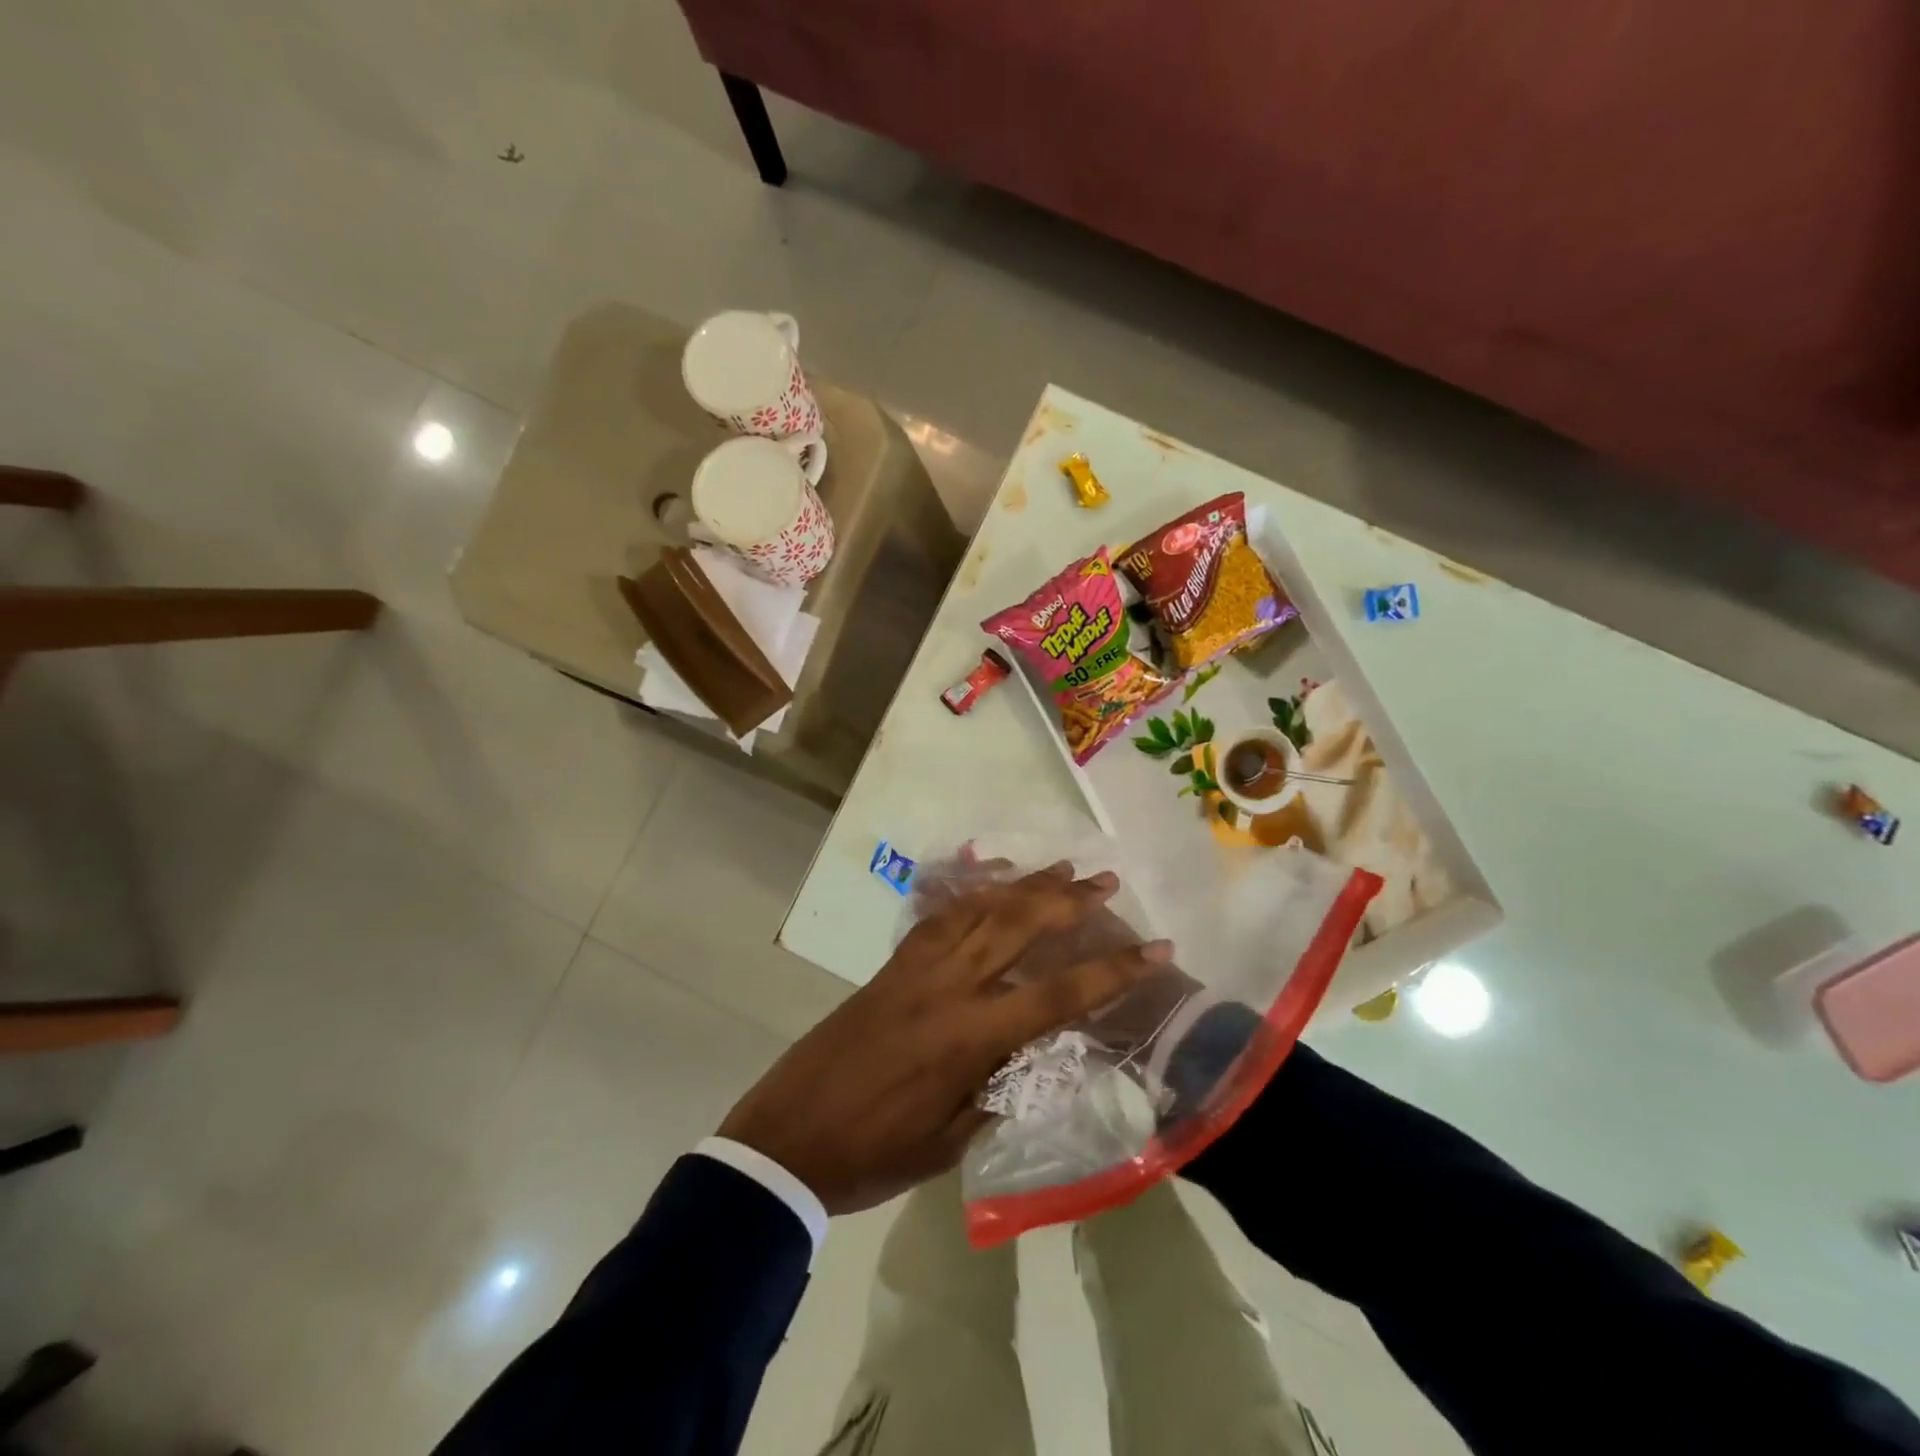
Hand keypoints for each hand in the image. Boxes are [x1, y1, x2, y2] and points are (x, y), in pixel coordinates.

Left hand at [717, 863, 1172, 1214]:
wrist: (787, 1136)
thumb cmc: (875, 1153)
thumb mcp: (952, 1139)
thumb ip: (999, 1087)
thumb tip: (1033, 1052)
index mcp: (971, 1037)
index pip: (1059, 993)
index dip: (1113, 970)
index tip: (1156, 948)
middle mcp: (949, 988)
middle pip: (1020, 928)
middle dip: (1069, 901)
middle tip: (1107, 880)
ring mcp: (915, 968)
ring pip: (980, 910)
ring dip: (1025, 885)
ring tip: (1061, 867)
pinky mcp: (891, 965)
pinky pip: (940, 916)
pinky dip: (972, 894)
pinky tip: (991, 882)